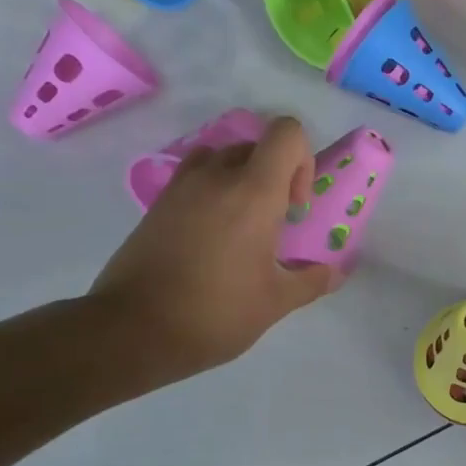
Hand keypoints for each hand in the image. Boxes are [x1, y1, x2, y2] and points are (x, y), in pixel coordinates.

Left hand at [88, 117, 341, 384]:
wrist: (132, 331)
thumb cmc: (216, 312)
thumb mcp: (276, 302)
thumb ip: (311, 280)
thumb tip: (333, 272)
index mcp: (253, 193)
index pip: (286, 133)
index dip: (303, 160)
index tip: (296, 205)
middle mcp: (216, 178)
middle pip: (256, 146)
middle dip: (275, 175)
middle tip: (276, 222)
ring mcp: (180, 189)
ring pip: (221, 158)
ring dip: (240, 180)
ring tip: (243, 225)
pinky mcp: (156, 206)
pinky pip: (193, 179)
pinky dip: (211, 194)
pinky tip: (213, 239)